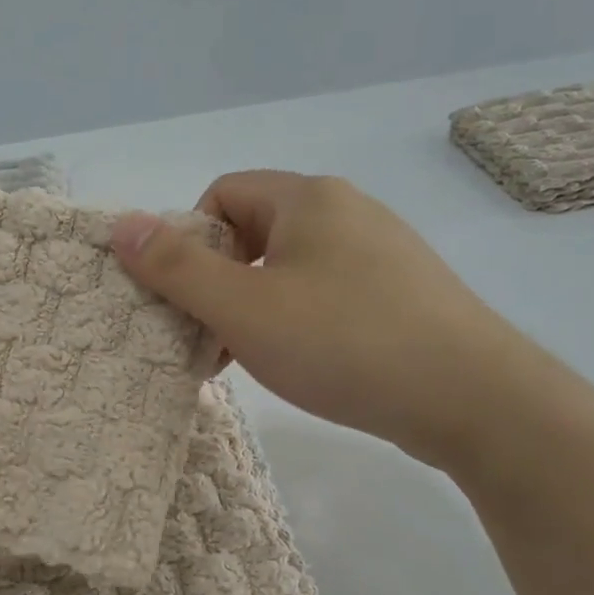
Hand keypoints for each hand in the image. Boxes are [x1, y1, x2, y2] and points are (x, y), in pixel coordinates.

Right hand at [111, 170, 528, 470]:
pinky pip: (327, 293)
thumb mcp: (243, 308)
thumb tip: (120, 225)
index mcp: (308, 198)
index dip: (191, 243)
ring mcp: (381, 252)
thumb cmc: (343, 342)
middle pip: (253, 232)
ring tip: (251, 359)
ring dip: (255, 308)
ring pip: (289, 268)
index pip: (221, 195)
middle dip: (220, 283)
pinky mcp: (402, 293)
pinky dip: (297, 321)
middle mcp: (347, 211)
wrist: (473, 399)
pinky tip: (304, 363)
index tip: (190, 299)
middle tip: (212, 338)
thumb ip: (176, 268)